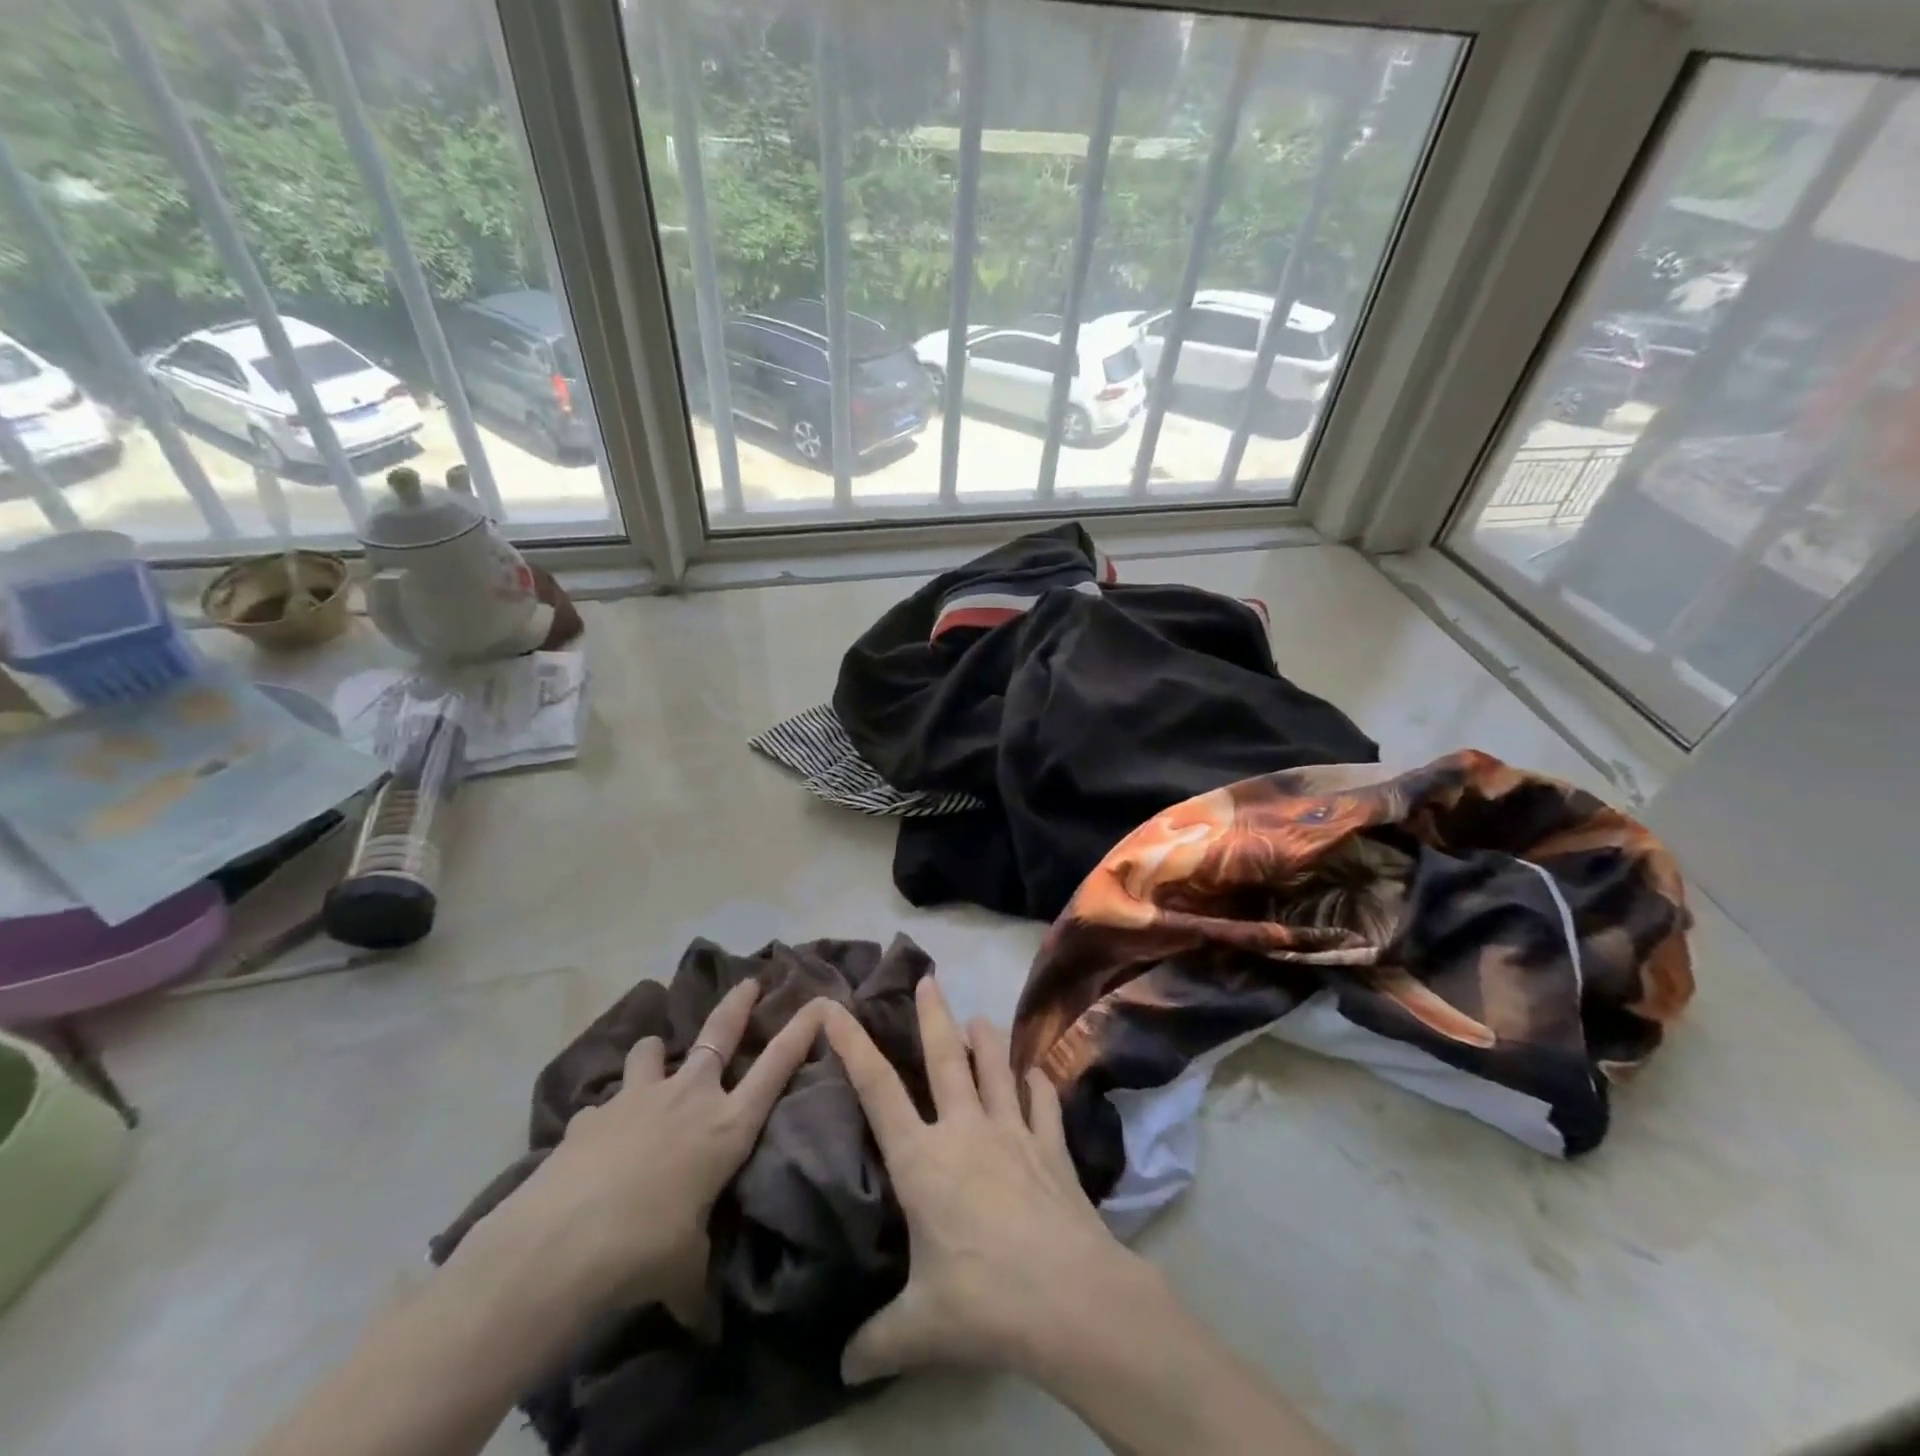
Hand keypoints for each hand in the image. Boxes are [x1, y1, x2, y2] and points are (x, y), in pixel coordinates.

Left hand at [458, 980, 825, 1329]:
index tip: (817, 1003)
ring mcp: (639, 1096)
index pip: (775, 1067)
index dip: (800, 1031)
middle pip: (720, 1033)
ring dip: (658, 1052)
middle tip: (749, 981)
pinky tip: (598, 1138)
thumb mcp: (685, 1269)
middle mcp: (689, 1097)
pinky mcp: (594, 1112)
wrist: (559, 1245)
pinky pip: (607, 1102)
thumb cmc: (644, 1251)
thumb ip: (699, 1281)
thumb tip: (706, 1333)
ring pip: (656, 1050)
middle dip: (737, 1004)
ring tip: (655, 1058)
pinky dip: (609, 1112)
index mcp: (726, 1126)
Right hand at [820, 977, 1156, 1385]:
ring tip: (980, 1018)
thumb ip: (878, 1340)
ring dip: (988, 1041)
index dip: (854, 1047)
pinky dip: (1040, 1087)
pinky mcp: (1052, 1148)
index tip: (836, 1009)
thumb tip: (843, 1367)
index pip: (878, 1091)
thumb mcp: (919, 1328)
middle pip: (945, 1059)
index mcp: (923, 1160)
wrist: (1069, 1299)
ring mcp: (1014, 1133)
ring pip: (997, 1070)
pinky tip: (1038, 1076)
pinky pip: (1044, 1106)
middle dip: (934, 1016)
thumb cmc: (982, 1300)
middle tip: (929, 979)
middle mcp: (966, 1130)